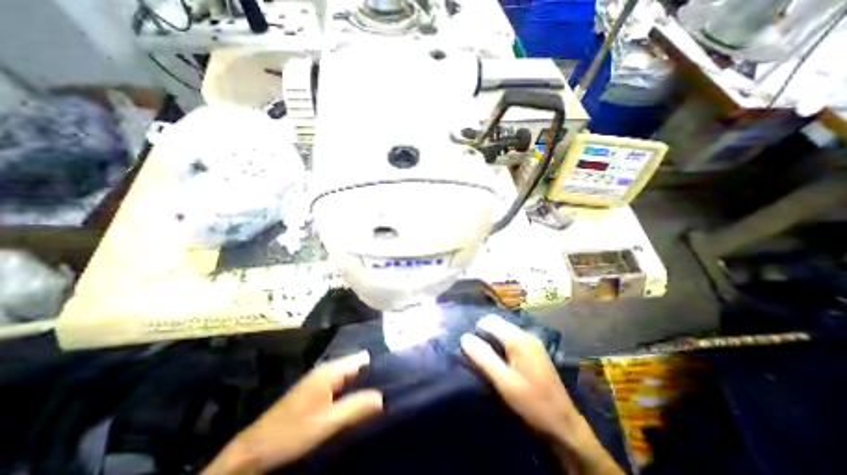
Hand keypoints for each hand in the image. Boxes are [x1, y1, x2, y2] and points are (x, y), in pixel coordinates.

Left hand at [203, 351, 382, 472]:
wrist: (252, 451)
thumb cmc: (291, 433)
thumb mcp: (327, 422)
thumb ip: (356, 407)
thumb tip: (383, 397)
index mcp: (331, 370)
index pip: (362, 359)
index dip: (377, 367)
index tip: (391, 379)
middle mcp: (327, 369)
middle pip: (357, 366)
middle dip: (371, 377)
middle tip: (386, 392)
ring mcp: (320, 379)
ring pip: (349, 376)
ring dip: (361, 386)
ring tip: (376, 398)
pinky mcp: (315, 390)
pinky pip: (340, 384)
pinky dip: (350, 391)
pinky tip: (356, 404)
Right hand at [462, 315, 620, 473]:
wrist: (564, 424)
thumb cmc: (531, 403)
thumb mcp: (503, 382)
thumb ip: (483, 358)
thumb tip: (464, 337)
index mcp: (518, 339)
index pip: (490, 321)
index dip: (477, 330)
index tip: (471, 347)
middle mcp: (526, 335)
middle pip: (498, 324)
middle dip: (484, 334)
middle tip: (477, 354)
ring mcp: (533, 342)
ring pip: (505, 331)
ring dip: (493, 339)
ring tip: (487, 358)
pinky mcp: (535, 351)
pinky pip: (513, 339)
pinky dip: (503, 344)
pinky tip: (501, 361)